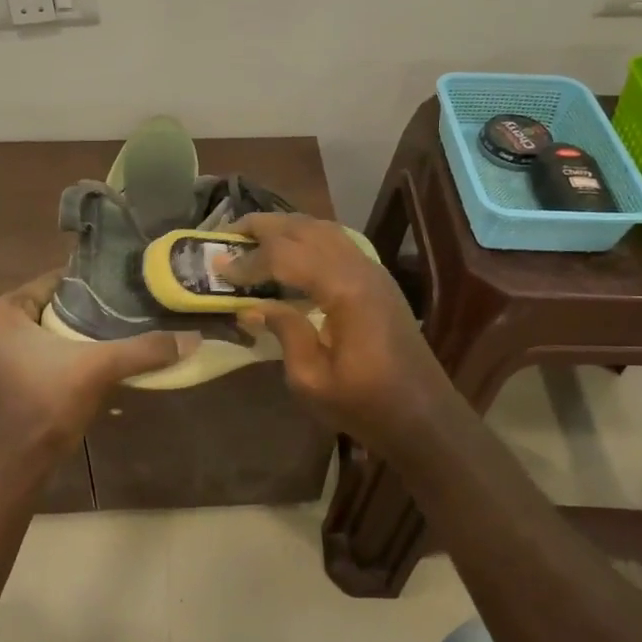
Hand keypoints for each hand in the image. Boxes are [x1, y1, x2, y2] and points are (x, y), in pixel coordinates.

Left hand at [0, 270, 196, 459]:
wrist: (17, 464)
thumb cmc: (46, 404)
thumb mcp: (98, 369)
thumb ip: (144, 350)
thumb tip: (194, 338)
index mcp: (3, 310)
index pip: (58, 281)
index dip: (96, 285)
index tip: (131, 285)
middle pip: (58, 305)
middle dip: (94, 309)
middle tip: (135, 306)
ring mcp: (0, 352)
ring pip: (55, 330)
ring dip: (86, 333)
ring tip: (129, 328)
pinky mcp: (11, 376)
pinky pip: (49, 351)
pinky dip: (74, 352)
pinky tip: (107, 356)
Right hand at [225, 214, 458, 450]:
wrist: (424, 416)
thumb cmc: (366, 405)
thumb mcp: (312, 379)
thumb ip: (284, 332)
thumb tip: (252, 307)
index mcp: (345, 290)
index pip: (285, 256)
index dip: (249, 261)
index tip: (218, 269)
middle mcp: (360, 267)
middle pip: (305, 228)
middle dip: (263, 226)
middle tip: (227, 233)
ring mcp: (373, 269)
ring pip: (323, 228)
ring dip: (285, 226)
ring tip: (252, 235)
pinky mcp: (377, 279)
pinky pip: (337, 241)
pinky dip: (306, 237)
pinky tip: (289, 252)